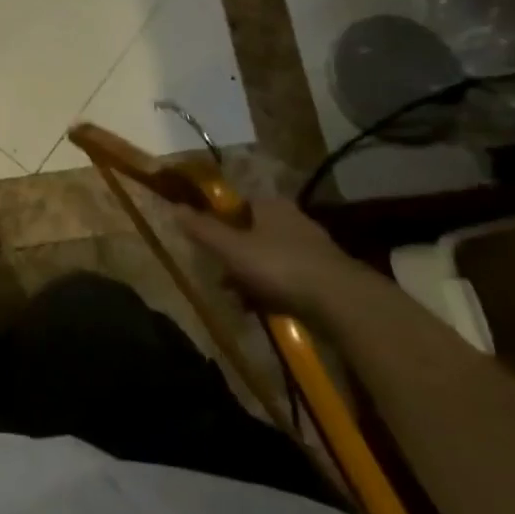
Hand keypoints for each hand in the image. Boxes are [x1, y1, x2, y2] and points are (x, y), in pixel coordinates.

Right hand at [174, 197, 365, 321]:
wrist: (341, 303)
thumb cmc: (279, 266)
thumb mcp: (231, 248)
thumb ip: (202, 229)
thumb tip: (173, 208)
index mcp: (271, 205)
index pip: (240, 204)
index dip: (222, 221)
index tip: (209, 244)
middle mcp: (293, 220)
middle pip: (254, 233)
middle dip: (235, 256)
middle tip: (220, 276)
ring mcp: (312, 249)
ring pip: (270, 258)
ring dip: (252, 277)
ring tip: (238, 299)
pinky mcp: (325, 277)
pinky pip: (288, 279)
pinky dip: (273, 291)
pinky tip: (263, 309)